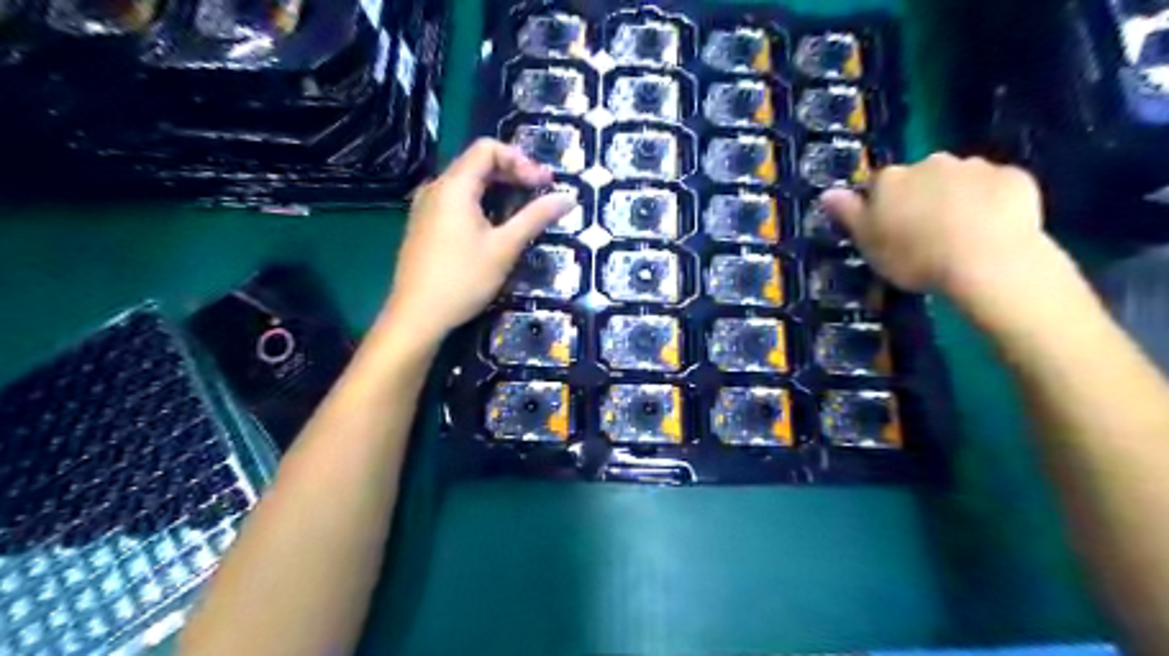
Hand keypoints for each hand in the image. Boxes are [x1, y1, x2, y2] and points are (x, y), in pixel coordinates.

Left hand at [387, 137, 576, 343]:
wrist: (417, 316)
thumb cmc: (463, 279)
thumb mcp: (505, 247)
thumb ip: (536, 217)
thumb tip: (569, 198)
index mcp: (454, 186)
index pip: (488, 149)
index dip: (520, 160)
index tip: (542, 184)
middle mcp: (436, 188)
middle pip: (476, 163)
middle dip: (512, 173)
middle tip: (539, 194)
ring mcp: (425, 207)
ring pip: (466, 184)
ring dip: (497, 190)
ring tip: (521, 211)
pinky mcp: (423, 226)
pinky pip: (455, 201)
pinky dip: (480, 204)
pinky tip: (493, 228)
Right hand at [816, 155, 1054, 307]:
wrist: (987, 260)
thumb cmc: (914, 256)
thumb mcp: (868, 243)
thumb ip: (847, 214)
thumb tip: (827, 192)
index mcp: (891, 179)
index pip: (877, 185)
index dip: (881, 207)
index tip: (888, 231)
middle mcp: (930, 163)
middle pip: (920, 178)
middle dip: (921, 198)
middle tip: (925, 235)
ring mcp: (976, 167)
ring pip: (959, 180)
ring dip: (956, 198)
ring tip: (961, 235)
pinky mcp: (1015, 178)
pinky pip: (997, 188)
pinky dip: (993, 202)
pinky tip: (993, 229)